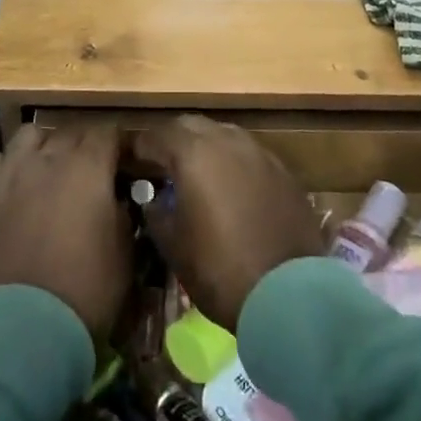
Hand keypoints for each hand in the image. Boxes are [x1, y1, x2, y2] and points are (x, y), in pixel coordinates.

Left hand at [0, 123, 131, 338]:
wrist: (29, 324)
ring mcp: (16, 172)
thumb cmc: (88, 288)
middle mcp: (51, 158)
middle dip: (88, 145)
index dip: (120, 144)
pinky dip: (13, 164)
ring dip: (47, 144)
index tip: (127, 160)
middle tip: (97, 170)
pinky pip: (0, 160)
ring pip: (32, 134)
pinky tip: (21, 182)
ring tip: (55, 166)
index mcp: (89, 167)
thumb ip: (123, 210)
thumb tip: (116, 195)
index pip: (108, 132)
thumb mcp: (125, 249)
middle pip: (72, 132)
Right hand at [128, 115, 322, 331]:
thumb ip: (156, 212)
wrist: (289, 294)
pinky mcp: (283, 172)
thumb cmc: (220, 270)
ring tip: (195, 173)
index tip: (131, 163)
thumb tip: (153, 199)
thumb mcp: (173, 246)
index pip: (157, 135)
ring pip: (223, 134)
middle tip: (160, 163)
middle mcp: (227, 141)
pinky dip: (233, 162)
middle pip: (191, 125)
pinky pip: (249, 154)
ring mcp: (259, 153)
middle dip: (172, 139)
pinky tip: (230, 187)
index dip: (140, 148)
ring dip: (205, 146)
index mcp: (193, 153)